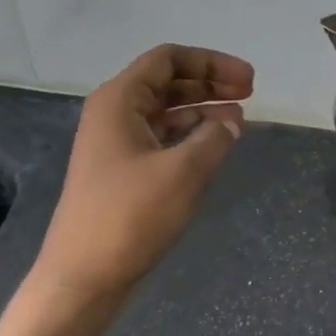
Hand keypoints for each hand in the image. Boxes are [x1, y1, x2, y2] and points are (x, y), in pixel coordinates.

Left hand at [35, 44, 253, 301]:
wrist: (85, 275)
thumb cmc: (130, 216)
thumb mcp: (182, 172)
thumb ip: (214, 139)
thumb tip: (232, 122)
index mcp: (119, 101)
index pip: (168, 59)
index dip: (212, 63)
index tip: (248, 81)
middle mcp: (115, 114)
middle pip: (168, 82)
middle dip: (210, 83)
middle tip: (251, 94)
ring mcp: (117, 144)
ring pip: (167, 112)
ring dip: (203, 109)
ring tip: (240, 119)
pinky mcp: (124, 171)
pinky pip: (163, 138)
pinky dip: (191, 136)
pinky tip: (215, 146)